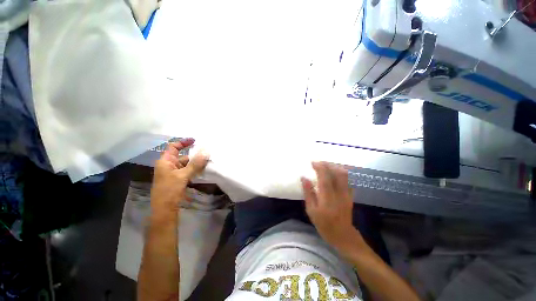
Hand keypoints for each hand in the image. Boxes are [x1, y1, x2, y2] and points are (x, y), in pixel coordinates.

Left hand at [151, 138, 208, 216]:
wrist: (165, 209)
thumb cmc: (170, 190)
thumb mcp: (183, 175)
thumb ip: (195, 163)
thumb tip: (206, 152)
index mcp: (165, 161)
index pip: (173, 147)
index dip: (183, 142)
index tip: (195, 141)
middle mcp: (169, 165)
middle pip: (183, 156)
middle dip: (194, 155)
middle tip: (207, 154)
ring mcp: (174, 173)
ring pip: (187, 164)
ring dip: (196, 164)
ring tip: (208, 162)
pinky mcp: (178, 179)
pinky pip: (188, 171)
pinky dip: (195, 170)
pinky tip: (203, 171)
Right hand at [301, 162, 355, 249]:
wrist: (343, 236)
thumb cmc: (324, 224)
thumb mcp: (311, 210)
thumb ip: (308, 193)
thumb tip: (304, 177)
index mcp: (327, 198)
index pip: (325, 177)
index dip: (319, 167)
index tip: (312, 162)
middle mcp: (339, 193)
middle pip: (336, 173)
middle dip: (327, 164)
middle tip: (318, 162)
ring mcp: (347, 194)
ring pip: (344, 174)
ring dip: (334, 166)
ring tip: (325, 165)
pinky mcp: (350, 195)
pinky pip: (347, 179)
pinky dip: (341, 172)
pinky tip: (334, 171)